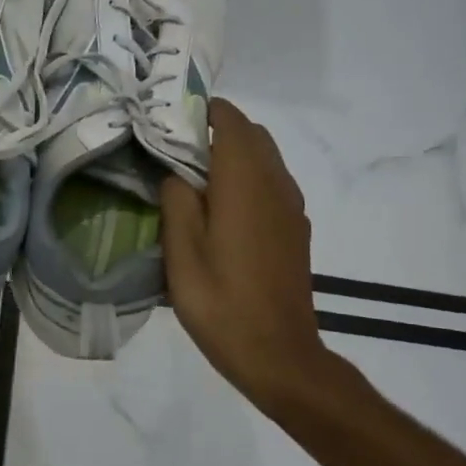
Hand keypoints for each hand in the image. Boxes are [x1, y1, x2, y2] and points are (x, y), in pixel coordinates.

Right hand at [161, 98, 333, 413]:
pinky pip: (272, 183)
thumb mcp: (181, 254)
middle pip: (252, 136)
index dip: (204, 111)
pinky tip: (221, 207)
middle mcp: (276, 186)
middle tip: (174, 147)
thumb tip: (176, 174)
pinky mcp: (295, 229)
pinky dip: (248, 176)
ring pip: (266, 158)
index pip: (231, 123)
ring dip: (234, 154)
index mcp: (245, 184)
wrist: (278, 353)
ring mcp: (291, 208)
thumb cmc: (220, 304)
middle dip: (217, 130)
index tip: (170, 118)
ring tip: (193, 175)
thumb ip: (177, 202)